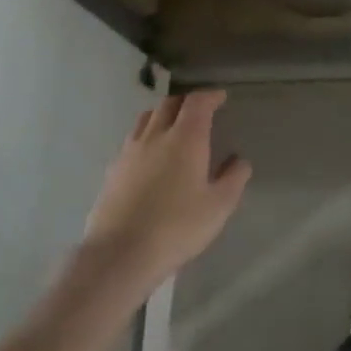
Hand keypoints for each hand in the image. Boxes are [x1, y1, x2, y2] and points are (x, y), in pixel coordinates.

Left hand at [80, 90, 251, 293]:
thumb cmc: (178, 227)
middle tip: (199, 110)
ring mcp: (129, 152)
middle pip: (169, 104)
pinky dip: (146, 136)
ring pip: (146, 119)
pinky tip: (150, 156)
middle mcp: (156, 136)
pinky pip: (131, 140)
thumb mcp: (219, 206)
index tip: (221, 98)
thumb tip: (238, 161)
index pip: (197, 102)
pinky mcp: (112, 171)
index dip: (210, 96)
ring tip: (173, 127)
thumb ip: (234, 178)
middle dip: (186, 102)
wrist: (120, 255)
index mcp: (186, 138)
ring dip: (163, 115)